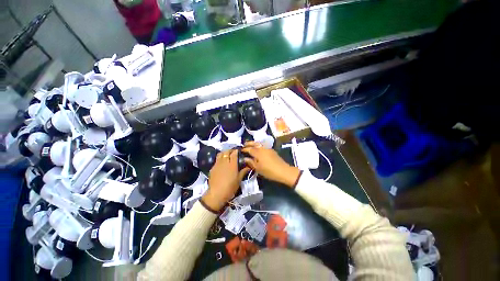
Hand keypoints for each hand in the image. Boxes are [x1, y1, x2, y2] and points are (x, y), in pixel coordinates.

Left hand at [202, 150, 249, 211]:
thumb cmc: (230, 187)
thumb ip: (243, 172)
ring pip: (220, 154)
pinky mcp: (212, 168)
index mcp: (232, 164)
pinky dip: (219, 159)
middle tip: (233, 152)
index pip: (234, 153)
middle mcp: (224, 162)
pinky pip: (216, 160)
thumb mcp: (238, 180)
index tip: (238, 150)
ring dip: (224, 153)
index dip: (236, 151)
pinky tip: (221, 163)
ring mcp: (217, 164)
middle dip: (230, 150)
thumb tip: (249, 167)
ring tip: (226, 155)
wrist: (216, 194)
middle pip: (226, 152)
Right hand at [242, 141, 300, 187]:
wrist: (283, 171)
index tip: (241, 149)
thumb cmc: (269, 171)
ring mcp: (268, 148)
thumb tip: (245, 158)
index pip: (249, 149)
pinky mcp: (272, 150)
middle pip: (254, 143)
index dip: (244, 149)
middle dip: (249, 143)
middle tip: (244, 144)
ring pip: (259, 144)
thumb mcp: (258, 168)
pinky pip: (263, 146)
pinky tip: (258, 150)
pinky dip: (259, 146)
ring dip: (254, 143)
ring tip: (250, 146)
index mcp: (258, 152)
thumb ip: (251, 162)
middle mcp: (262, 148)